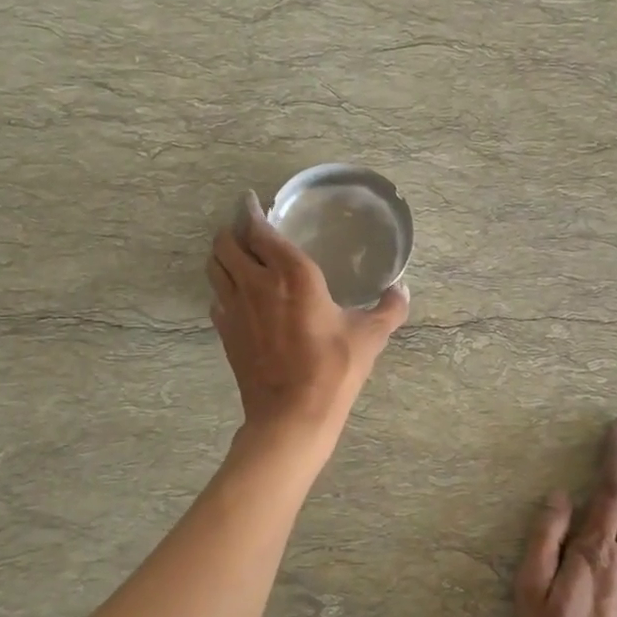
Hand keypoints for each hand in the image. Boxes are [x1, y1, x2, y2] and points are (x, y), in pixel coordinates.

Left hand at [208, 191, 409, 438]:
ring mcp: (235, 308)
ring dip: (221, 256)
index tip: (251, 202)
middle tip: (245, 230)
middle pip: (226, 243)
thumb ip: (389, 308)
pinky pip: (216, 298)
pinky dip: (222, 289)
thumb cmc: (333, 368)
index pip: (259, 229)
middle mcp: (256, 283)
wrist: (292, 414)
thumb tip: (402, 289)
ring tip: (236, 255)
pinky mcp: (225, 332)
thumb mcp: (370, 336)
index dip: (251, 211)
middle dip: (231, 231)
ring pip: (214, 268)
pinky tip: (237, 297)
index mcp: (292, 273)